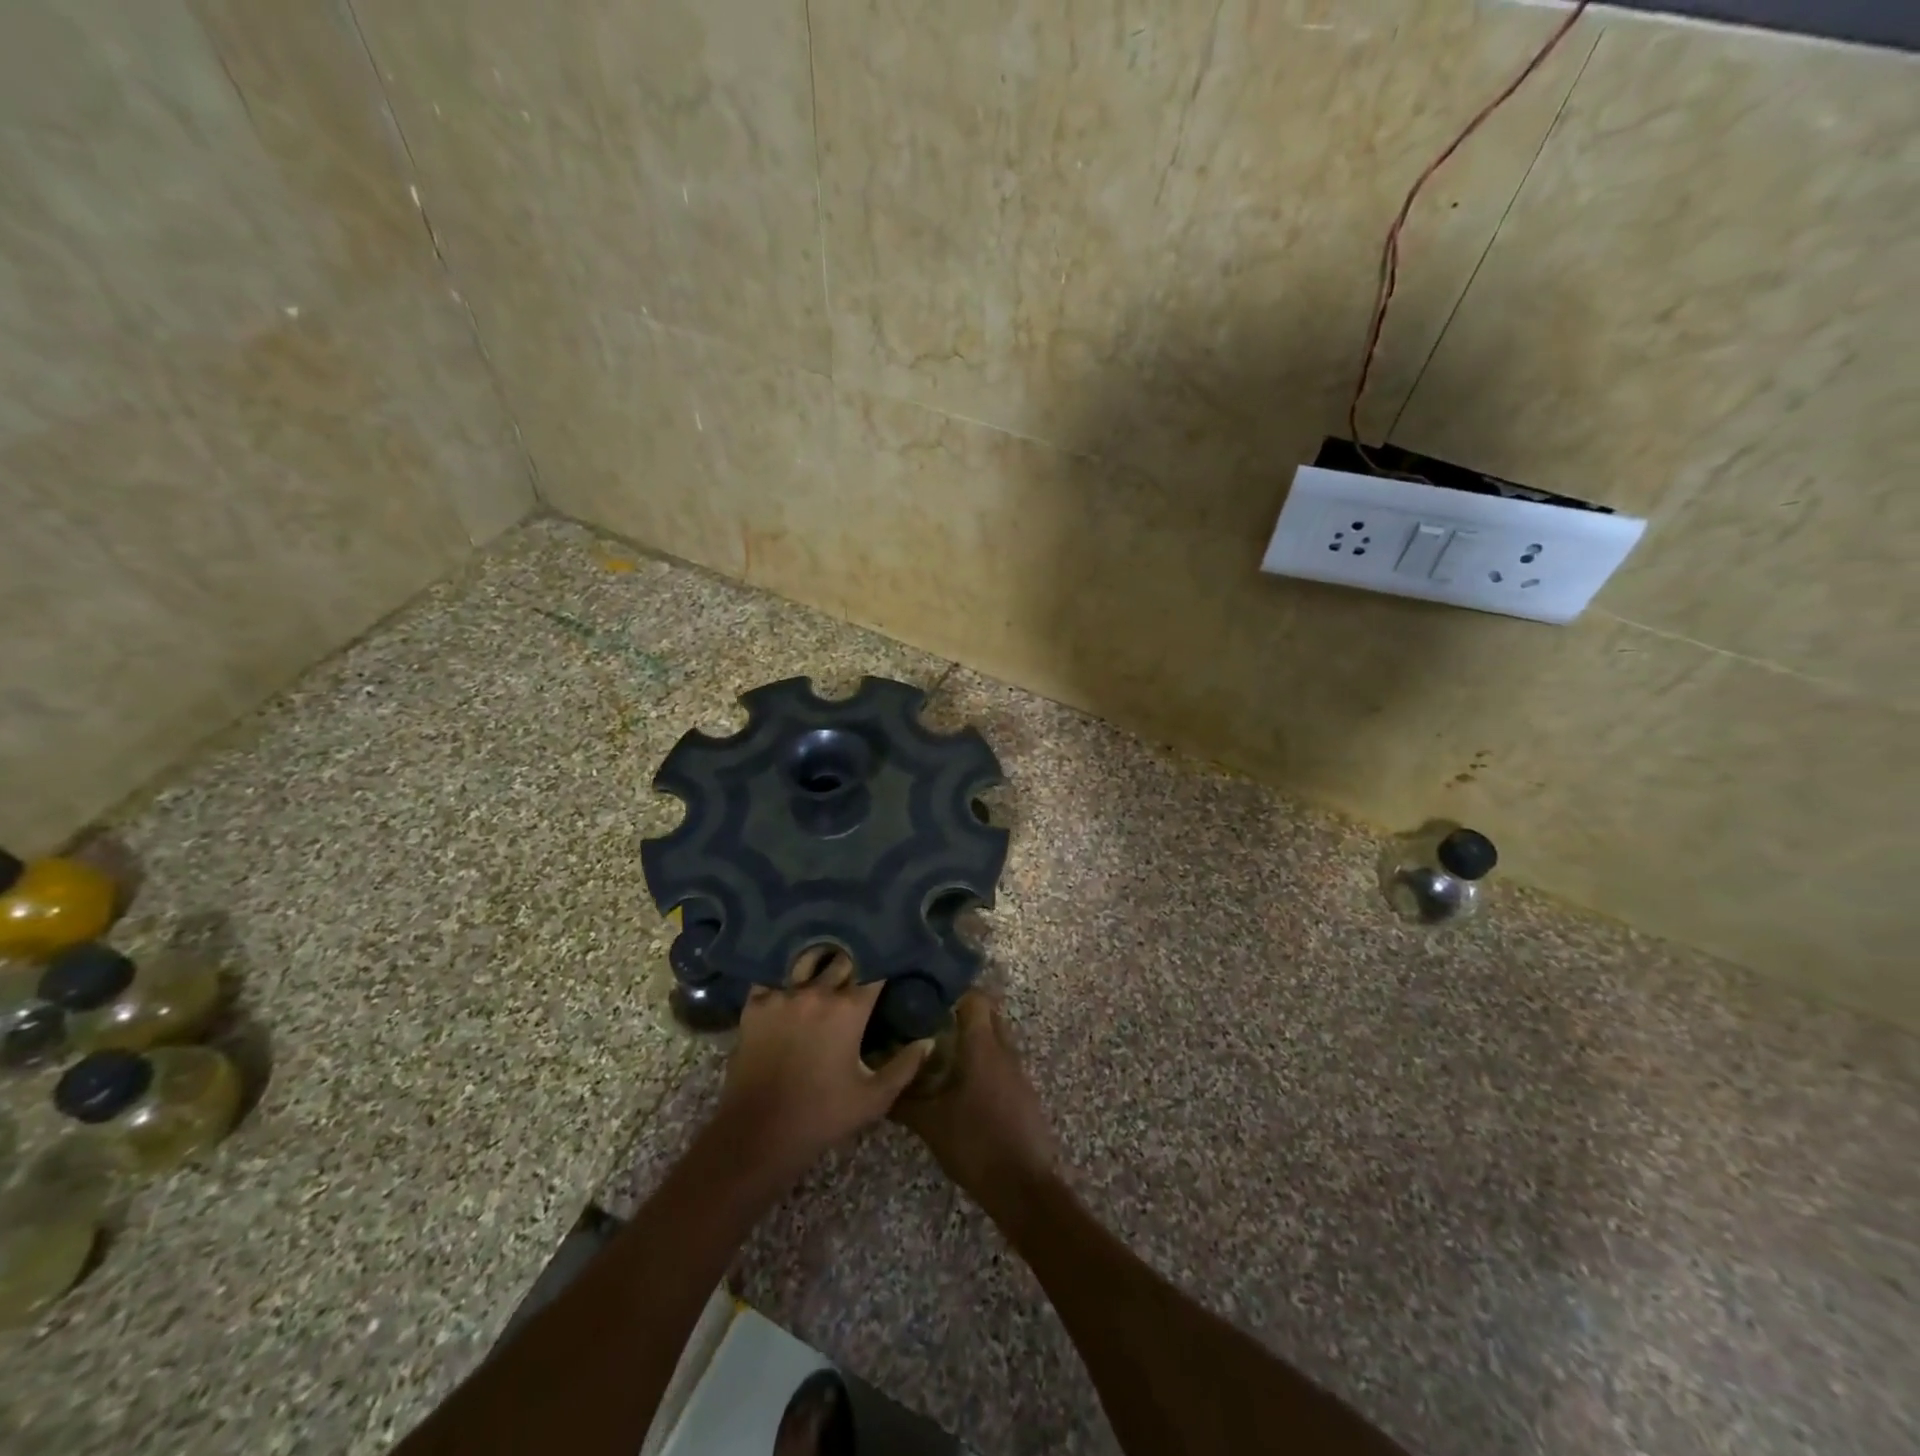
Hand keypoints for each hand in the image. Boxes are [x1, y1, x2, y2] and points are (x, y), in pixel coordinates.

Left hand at [711, 947, 930, 1183]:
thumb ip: (905, 1066)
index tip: (892, 964)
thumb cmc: (821, 1117)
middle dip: (855, 959)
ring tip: (828, 963)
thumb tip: (928, 1041)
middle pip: (842, 958)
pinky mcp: (755, 1005)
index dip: (885, 964)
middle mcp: (817, 992)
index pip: (875, 970)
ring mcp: (782, 995)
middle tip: (861, 964)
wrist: (758, 1134)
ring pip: (808, 960)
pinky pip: (773, 975)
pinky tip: (791, 979)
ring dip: (821, 960)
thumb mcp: (873, 1098)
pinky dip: (785, 974)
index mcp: (849, 1009)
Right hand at [895, 991, 1058, 1204]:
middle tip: (929, 1022)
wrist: (1023, 1186)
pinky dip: (982, 1062)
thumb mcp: (930, 1124)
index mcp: (983, 1046)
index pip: (976, 998)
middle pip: (988, 1014)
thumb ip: (903, 1100)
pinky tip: (960, 1082)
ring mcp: (1017, 1071)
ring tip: (939, 1051)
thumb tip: (878, 1085)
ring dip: (972, 1039)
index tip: (927, 997)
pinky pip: (1001, 1062)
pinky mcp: (1023, 1092)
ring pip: (995, 1039)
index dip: (953, 992)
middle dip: (961, 1013)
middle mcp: (1004, 1050)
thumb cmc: (975, 1143)